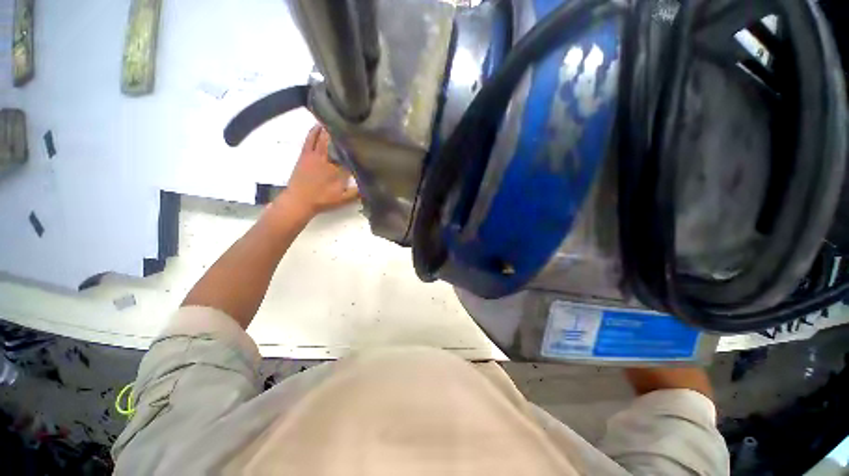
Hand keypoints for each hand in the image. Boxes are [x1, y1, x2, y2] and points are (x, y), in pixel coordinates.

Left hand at [284, 125, 358, 216]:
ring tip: (337, 118)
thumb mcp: (343, 200)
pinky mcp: (305, 154)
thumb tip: (370, 185)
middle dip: (343, 132)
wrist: (299, 201)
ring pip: (322, 137)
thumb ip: (357, 193)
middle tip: (351, 123)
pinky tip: (318, 125)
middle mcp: (327, 159)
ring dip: (329, 128)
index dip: (356, 147)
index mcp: (338, 169)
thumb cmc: (322, 200)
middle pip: (336, 141)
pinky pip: (309, 139)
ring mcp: (314, 155)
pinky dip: (314, 131)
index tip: (363, 139)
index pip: (349, 155)